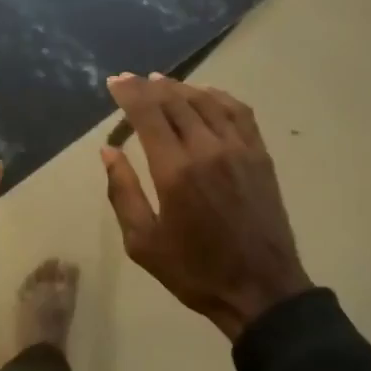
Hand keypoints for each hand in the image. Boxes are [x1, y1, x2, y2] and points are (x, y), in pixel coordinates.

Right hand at [100, 74, 311, 340]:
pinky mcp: (260, 154)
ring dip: (180, 87)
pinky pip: (238, 111)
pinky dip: (217, 96)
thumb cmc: (195, 271)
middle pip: (175, 101)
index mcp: (175, 171)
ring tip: (160, 82)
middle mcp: (207, 149)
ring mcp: (239, 148)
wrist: (262, 290)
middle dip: (148, 86)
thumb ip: (123, 192)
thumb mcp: (143, 243)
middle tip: (132, 80)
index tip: (114, 81)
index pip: (148, 114)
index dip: (129, 93)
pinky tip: (205, 94)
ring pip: (206, 101)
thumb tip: (108, 151)